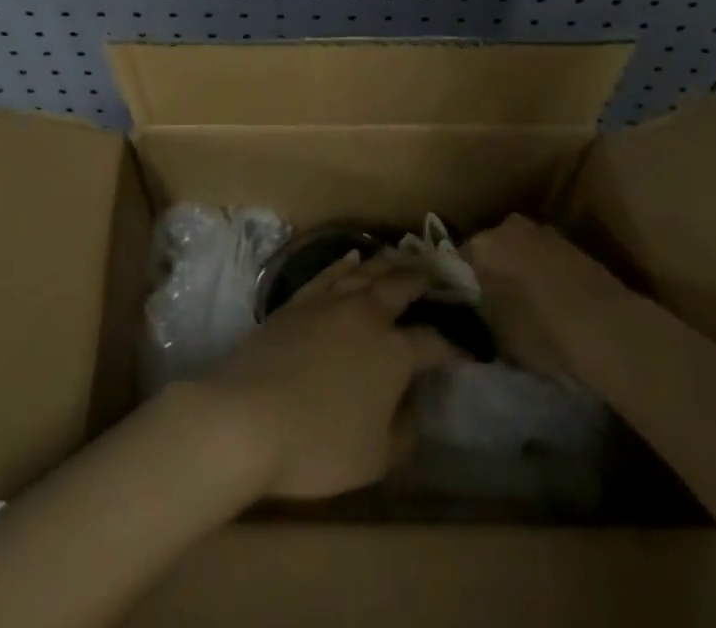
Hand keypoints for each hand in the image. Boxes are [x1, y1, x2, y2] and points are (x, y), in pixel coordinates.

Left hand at [197, 252, 458, 499]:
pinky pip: (330, 272)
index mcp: (394, 352)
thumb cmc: (318, 444)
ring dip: (389, 262)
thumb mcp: (375, 458)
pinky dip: (347, 263)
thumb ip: (404, 432)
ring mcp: (330, 302)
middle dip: (424, 279)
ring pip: (367, 271)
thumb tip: (413, 407)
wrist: (247, 417)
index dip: (453, 347)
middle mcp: (367, 315)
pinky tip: (353, 259)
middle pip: (401, 287)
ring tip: (403, 256)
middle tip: (439, 272)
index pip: (432, 343)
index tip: (468, 349)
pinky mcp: (298, 301)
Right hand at [464, 215, 634, 381]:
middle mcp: (510, 227)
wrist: (609, 328)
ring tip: (527, 305)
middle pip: (493, 249)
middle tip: (495, 303)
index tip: (467, 304)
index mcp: (483, 244)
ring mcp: (546, 233)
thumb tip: (477, 313)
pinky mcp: (575, 246)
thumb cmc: (541, 332)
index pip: (461, 259)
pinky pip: (548, 259)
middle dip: (493, 270)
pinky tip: (553, 303)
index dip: (463, 283)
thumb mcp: (498, 336)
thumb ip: (481, 316)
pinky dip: (546, 275)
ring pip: (522, 251)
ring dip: (522, 271)